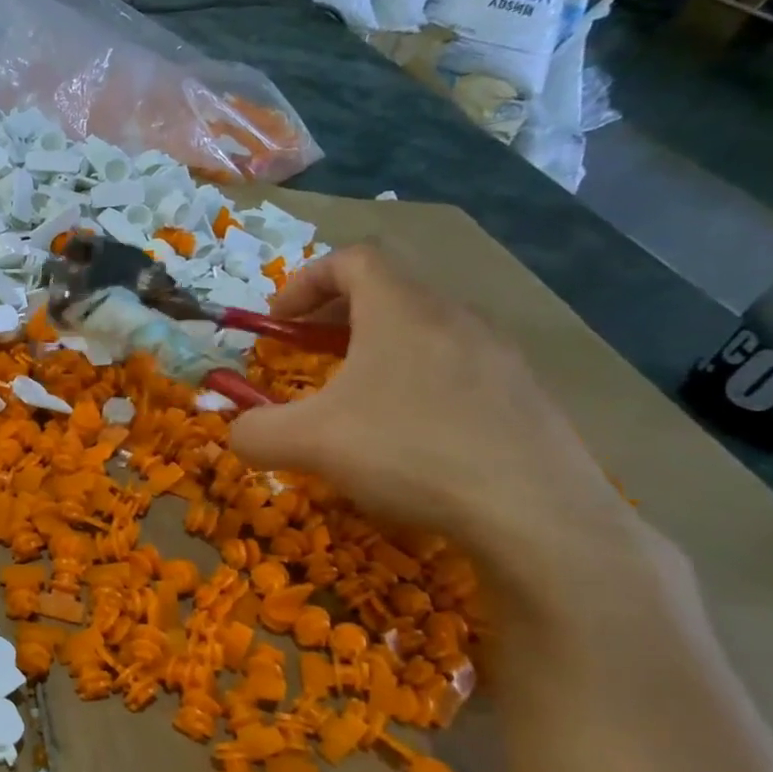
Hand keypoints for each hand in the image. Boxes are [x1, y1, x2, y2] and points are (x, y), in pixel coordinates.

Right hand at [228, 245, 636, 583]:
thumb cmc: (410, 453)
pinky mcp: (524, 395)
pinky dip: (419, 381)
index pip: (353, 258)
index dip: (305, 280)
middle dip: (336, 316)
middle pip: (389, 290)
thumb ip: (255, 432)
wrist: (536, 513)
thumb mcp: (308, 443)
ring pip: (426, 329)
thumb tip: (236, 434)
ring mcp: (498, 354)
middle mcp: (454, 317)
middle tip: (309, 354)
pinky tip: (410, 436)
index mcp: (401, 310)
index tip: (279, 320)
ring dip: (379, 349)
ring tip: (356, 398)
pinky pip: (458, 367)